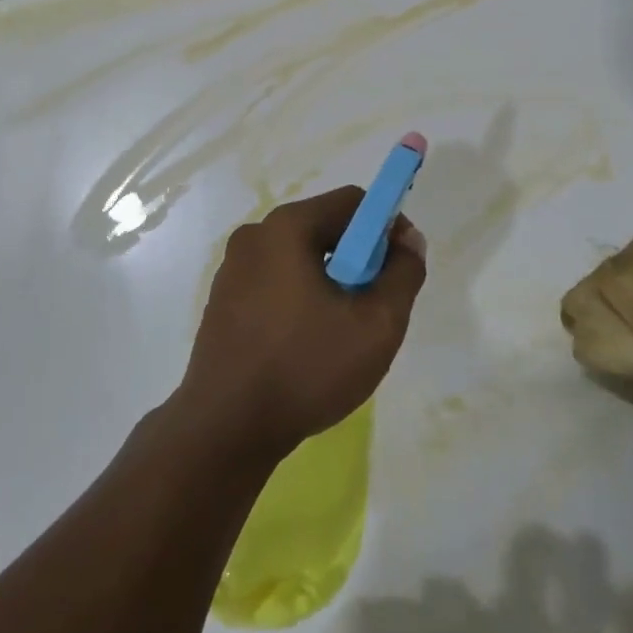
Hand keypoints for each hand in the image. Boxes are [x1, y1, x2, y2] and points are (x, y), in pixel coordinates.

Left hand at [177, 187, 426, 462]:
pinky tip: (305, 344)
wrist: (224, 430)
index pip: (353, 202)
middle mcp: (255, 235)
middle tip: (373, 306)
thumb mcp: (377, 325)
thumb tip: (409, 239)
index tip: (399, 268)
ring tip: (341, 331)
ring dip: (330, 280)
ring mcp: (233, 268)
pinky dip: (300, 297)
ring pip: (300, 256)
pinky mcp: (222, 299)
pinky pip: (275, 280)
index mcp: (287, 227)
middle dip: (358, 258)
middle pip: (325, 226)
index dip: (387, 226)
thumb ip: (404, 274)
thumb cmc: (306, 368)